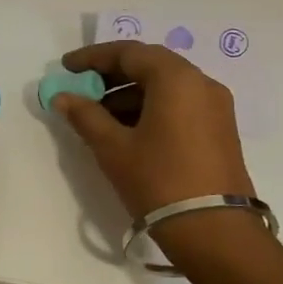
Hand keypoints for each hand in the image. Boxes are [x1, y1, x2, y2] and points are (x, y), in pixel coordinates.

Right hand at [53, 41, 254, 217]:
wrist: (214, 231)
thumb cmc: (158, 181)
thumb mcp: (113, 148)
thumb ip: (85, 115)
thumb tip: (62, 97)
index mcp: (176, 79)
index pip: (129, 52)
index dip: (93, 57)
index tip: (66, 67)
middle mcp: (201, 83)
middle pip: (151, 65)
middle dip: (112, 75)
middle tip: (82, 89)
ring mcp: (216, 107)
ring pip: (166, 86)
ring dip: (131, 94)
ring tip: (99, 116)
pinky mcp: (220, 130)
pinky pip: (180, 104)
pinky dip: (151, 108)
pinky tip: (128, 131)